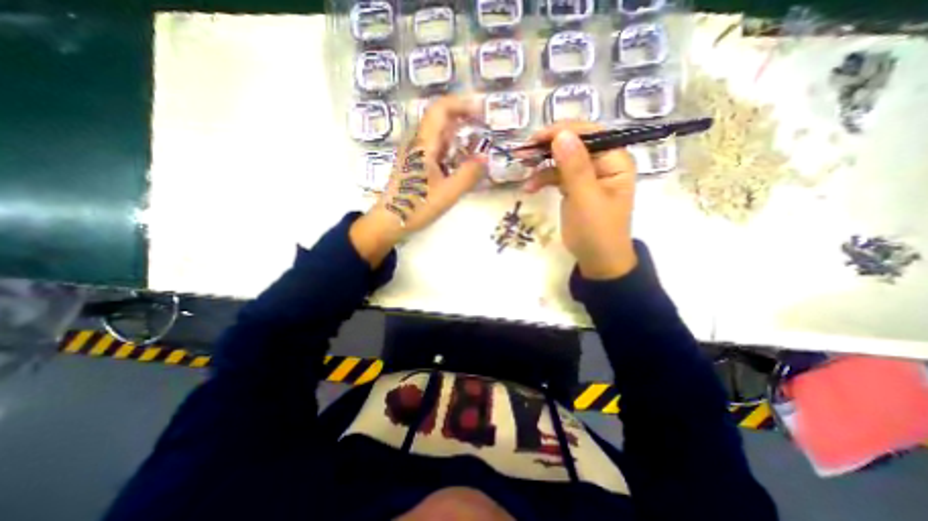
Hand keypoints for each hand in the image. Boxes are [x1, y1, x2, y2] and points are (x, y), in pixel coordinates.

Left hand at [350, 96, 485, 265]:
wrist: (389, 221)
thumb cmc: (415, 207)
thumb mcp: (447, 194)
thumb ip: (468, 175)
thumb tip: (486, 158)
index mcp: (422, 145)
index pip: (440, 110)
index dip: (461, 104)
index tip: (481, 110)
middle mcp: (417, 143)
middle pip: (439, 119)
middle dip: (463, 117)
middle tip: (484, 126)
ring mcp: (414, 154)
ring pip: (438, 134)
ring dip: (458, 133)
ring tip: (477, 142)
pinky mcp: (415, 164)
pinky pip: (435, 148)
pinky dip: (451, 148)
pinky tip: (461, 160)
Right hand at [524, 123, 642, 281]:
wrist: (597, 259)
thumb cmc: (596, 230)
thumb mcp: (585, 198)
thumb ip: (574, 166)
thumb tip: (561, 134)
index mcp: (615, 160)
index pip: (590, 134)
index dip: (562, 132)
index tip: (535, 139)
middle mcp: (603, 162)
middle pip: (573, 144)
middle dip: (548, 148)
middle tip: (524, 154)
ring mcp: (588, 175)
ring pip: (562, 159)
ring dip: (542, 166)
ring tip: (523, 172)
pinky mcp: (575, 187)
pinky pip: (557, 176)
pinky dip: (543, 179)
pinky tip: (530, 188)